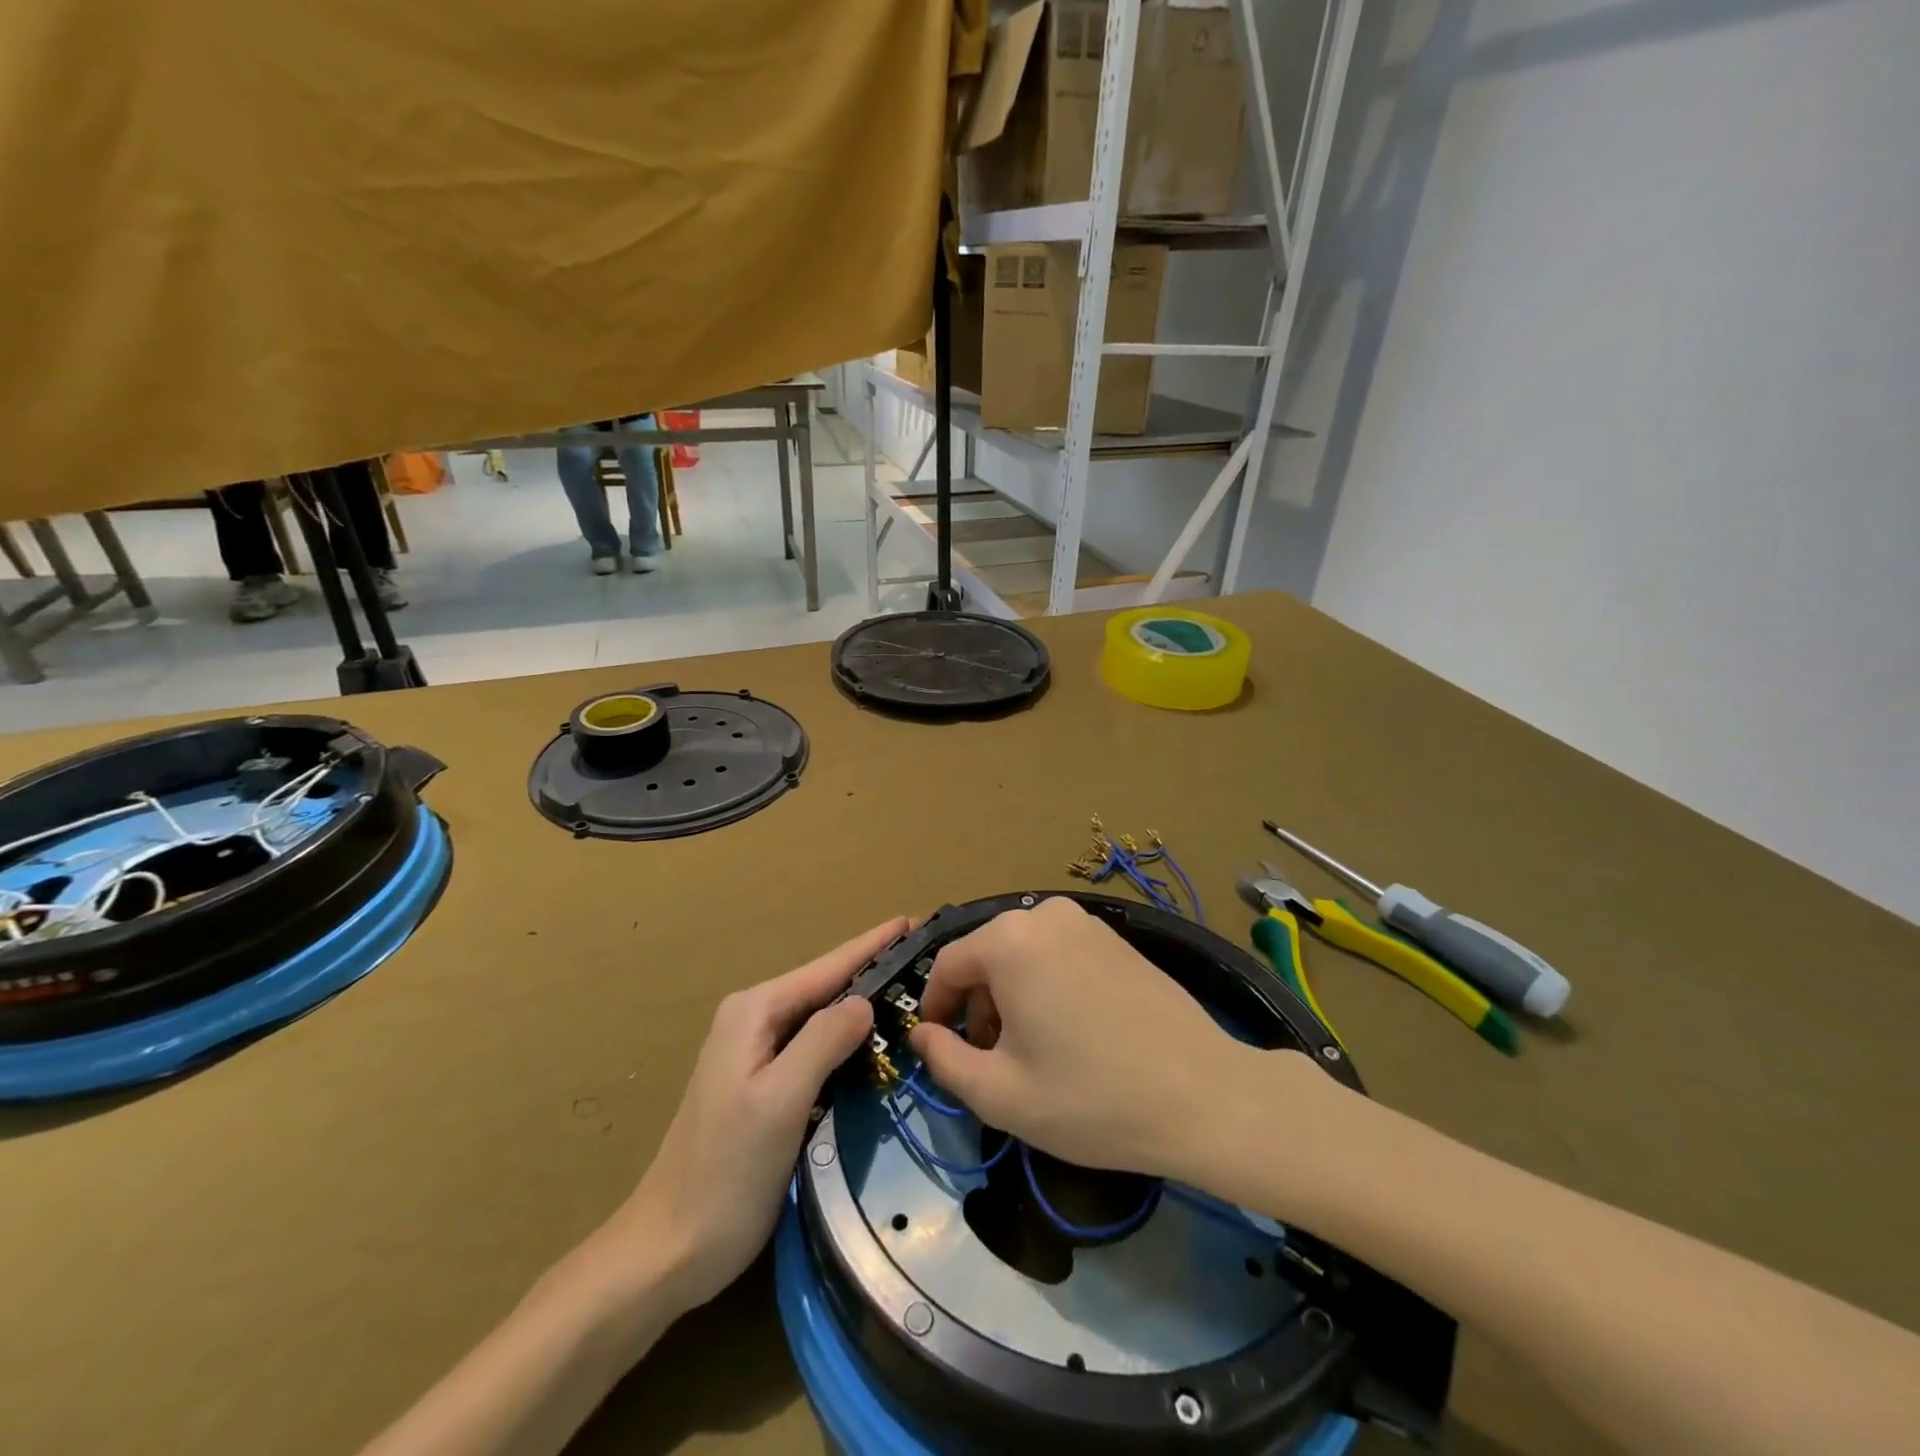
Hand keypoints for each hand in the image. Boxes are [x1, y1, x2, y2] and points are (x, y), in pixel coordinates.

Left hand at [583, 918, 906, 1316]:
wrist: (669, 1248)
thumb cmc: (725, 1173)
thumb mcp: (780, 1101)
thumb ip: (823, 1042)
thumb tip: (865, 1001)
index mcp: (754, 1012)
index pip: (828, 967)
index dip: (873, 944)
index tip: (915, 921)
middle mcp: (753, 1020)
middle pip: (826, 987)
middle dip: (874, 972)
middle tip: (928, 962)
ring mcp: (755, 1052)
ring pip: (822, 1018)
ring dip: (863, 1008)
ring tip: (913, 995)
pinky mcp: (763, 1084)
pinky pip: (815, 1048)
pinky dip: (847, 1043)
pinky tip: (876, 1046)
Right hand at [907, 896, 1256, 1177]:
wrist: (1204, 1095)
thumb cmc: (1091, 1098)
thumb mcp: (1001, 1094)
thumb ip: (944, 1060)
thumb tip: (921, 1035)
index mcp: (1009, 940)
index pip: (948, 965)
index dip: (936, 1008)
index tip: (940, 1048)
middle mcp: (1045, 915)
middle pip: (987, 956)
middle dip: (977, 1005)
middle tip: (990, 1059)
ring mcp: (1087, 922)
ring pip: (1024, 955)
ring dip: (1012, 996)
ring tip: (1032, 1051)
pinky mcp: (1118, 938)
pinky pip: (1060, 954)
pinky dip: (1047, 985)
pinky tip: (1072, 1033)